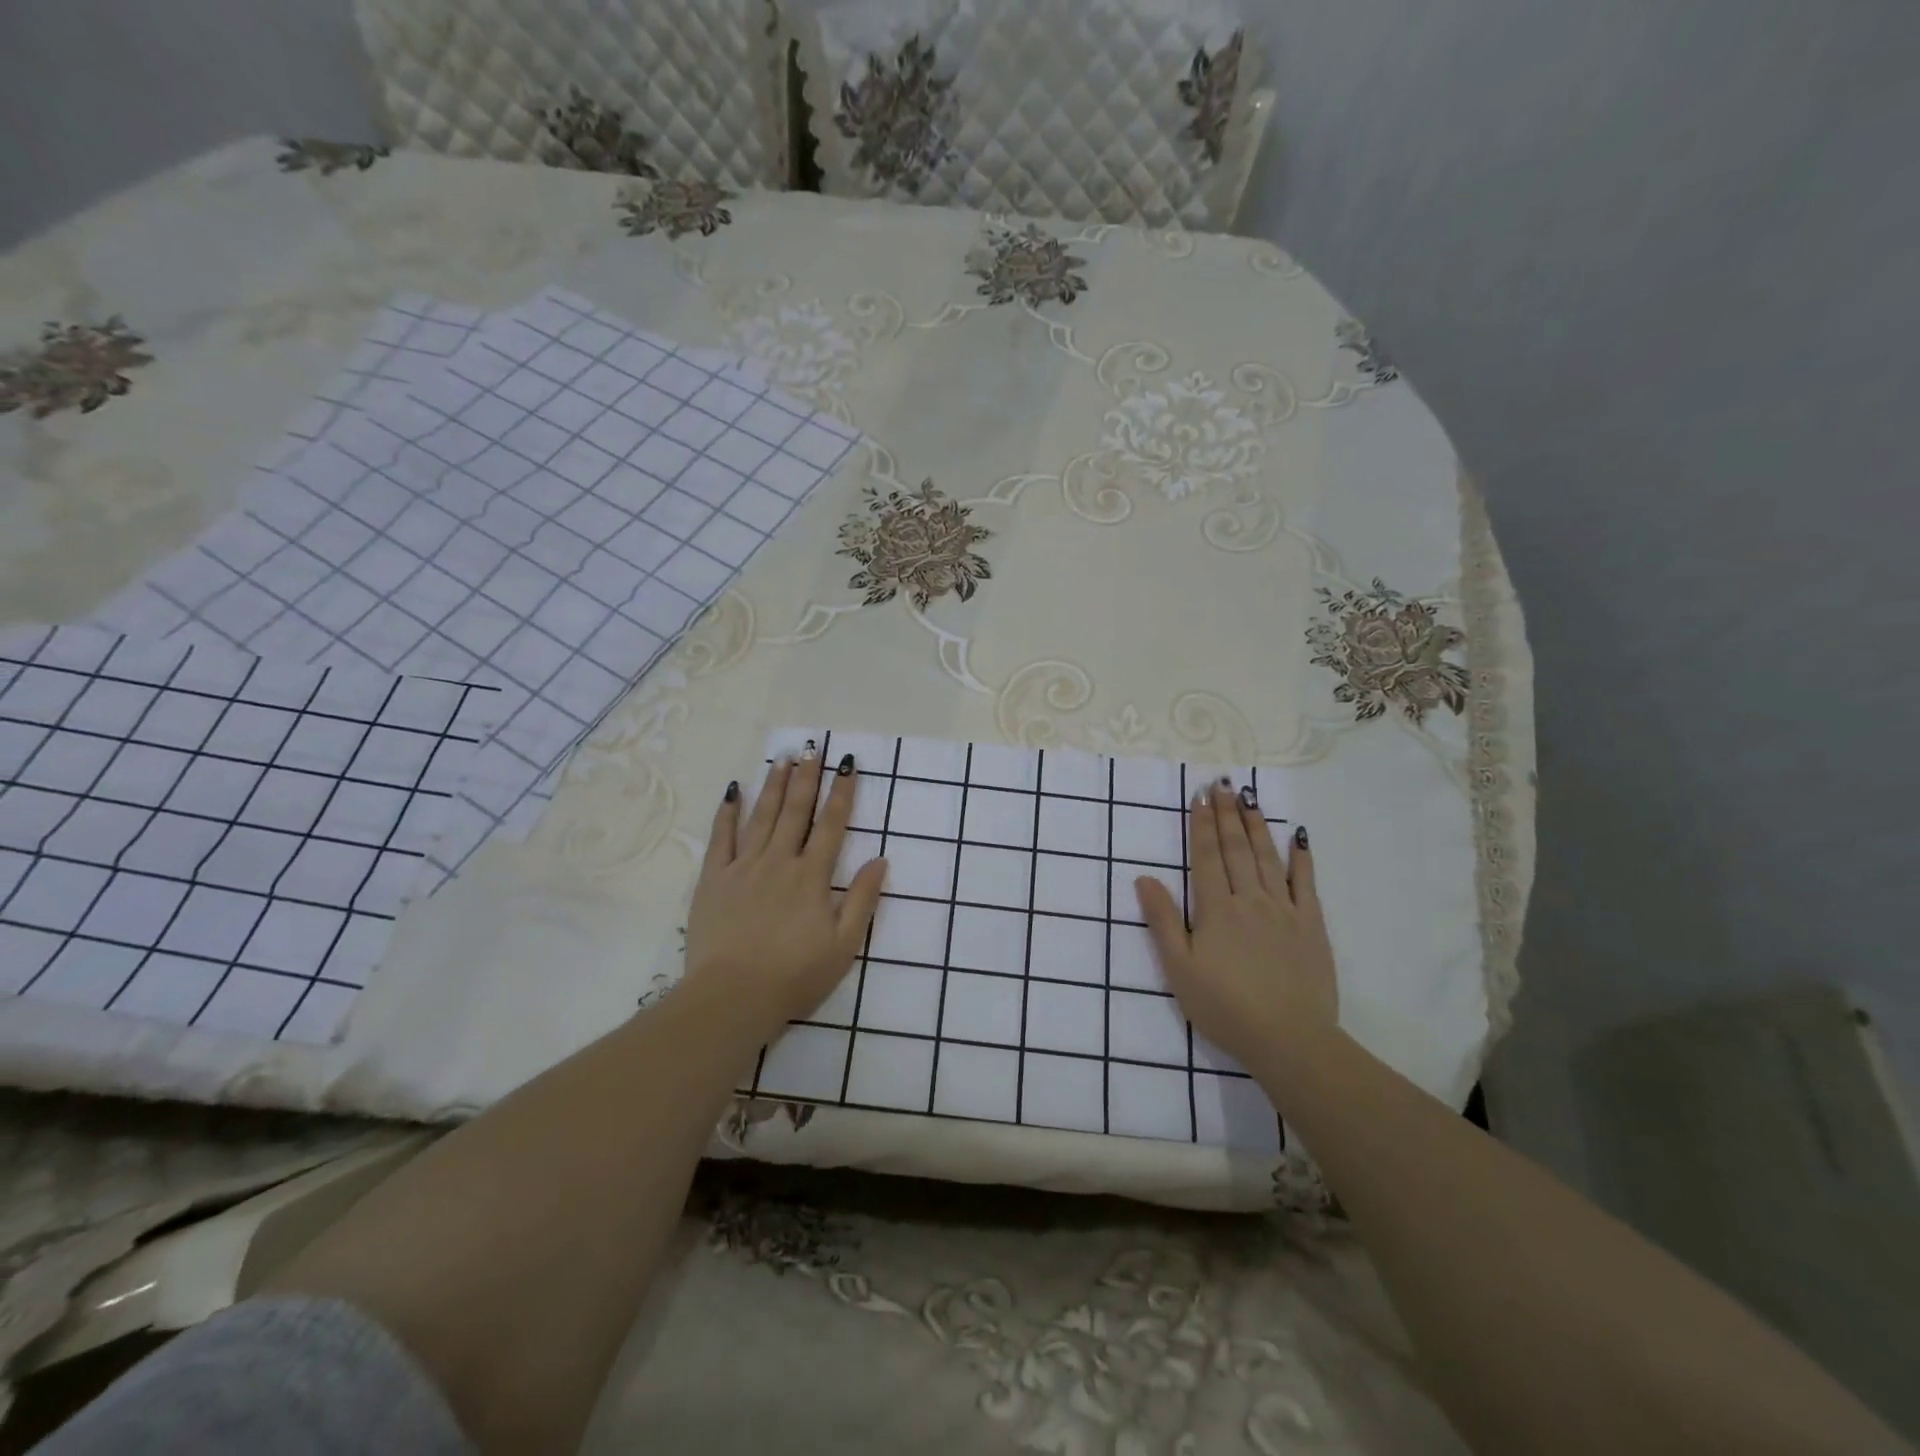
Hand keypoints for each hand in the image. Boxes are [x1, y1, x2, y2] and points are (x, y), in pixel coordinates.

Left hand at [682, 748, 887, 1036]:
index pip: (832, 825)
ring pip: (762, 816)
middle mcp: (779, 861)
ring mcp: (743, 867)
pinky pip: (721, 838)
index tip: (848, 765)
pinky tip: (733, 791)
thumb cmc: (795, 976)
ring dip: (774, 785)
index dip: (842, 793)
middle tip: (813, 748)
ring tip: (783, 759)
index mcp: (812, 876)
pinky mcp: (714, 880)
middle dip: (807, 777)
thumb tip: (880, 861)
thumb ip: (862, 900)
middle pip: (796, 811)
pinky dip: (727, 813)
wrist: (733, 997)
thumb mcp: (844, 945)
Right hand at [1135, 782, 1336, 1067]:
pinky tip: (1297, 836)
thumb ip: (1163, 920)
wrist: (1289, 1040)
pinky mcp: (1311, 925)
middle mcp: (1250, 899)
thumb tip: (1143, 878)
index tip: (1200, 797)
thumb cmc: (1225, 1007)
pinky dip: (1301, 857)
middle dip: (1228, 814)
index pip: (1207, 857)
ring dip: (1256, 824)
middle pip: (1236, 849)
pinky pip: (1305, 882)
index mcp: (1216, 909)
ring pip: (1267, 857)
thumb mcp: (1179, 969)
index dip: (1202, 825)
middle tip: (1223, 784)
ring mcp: (1284, 910)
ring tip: (1250, 797)